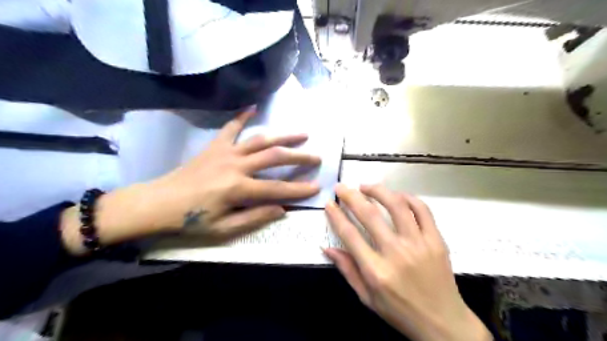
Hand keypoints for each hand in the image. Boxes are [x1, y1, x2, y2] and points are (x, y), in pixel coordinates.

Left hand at [148, 108, 321, 239]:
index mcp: (238, 188)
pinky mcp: (215, 146)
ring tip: (302, 134)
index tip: (317, 186)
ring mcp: (225, 152)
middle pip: (275, 157)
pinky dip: (243, 116)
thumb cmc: (191, 220)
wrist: (158, 202)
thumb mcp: (224, 228)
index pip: (277, 189)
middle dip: (299, 157)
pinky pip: (231, 128)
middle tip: (316, 157)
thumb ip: (255, 217)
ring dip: (283, 136)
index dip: (299, 189)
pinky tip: (253, 106)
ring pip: (261, 140)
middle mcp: (236, 165)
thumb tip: (282, 209)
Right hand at [325, 184, 488, 340]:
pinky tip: (396, 195)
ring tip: (365, 186)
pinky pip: (422, 210)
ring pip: (397, 206)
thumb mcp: (367, 298)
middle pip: (370, 215)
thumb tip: (327, 248)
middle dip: (351, 197)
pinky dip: (408, 198)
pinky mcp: (436, 240)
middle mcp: (396, 253)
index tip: (329, 203)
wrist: (443, 323)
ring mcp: (419, 244)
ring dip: (378, 191)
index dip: (336, 216)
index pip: (350, 235)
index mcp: (376, 271)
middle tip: (341, 187)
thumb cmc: (400, 312)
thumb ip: (347, 270)